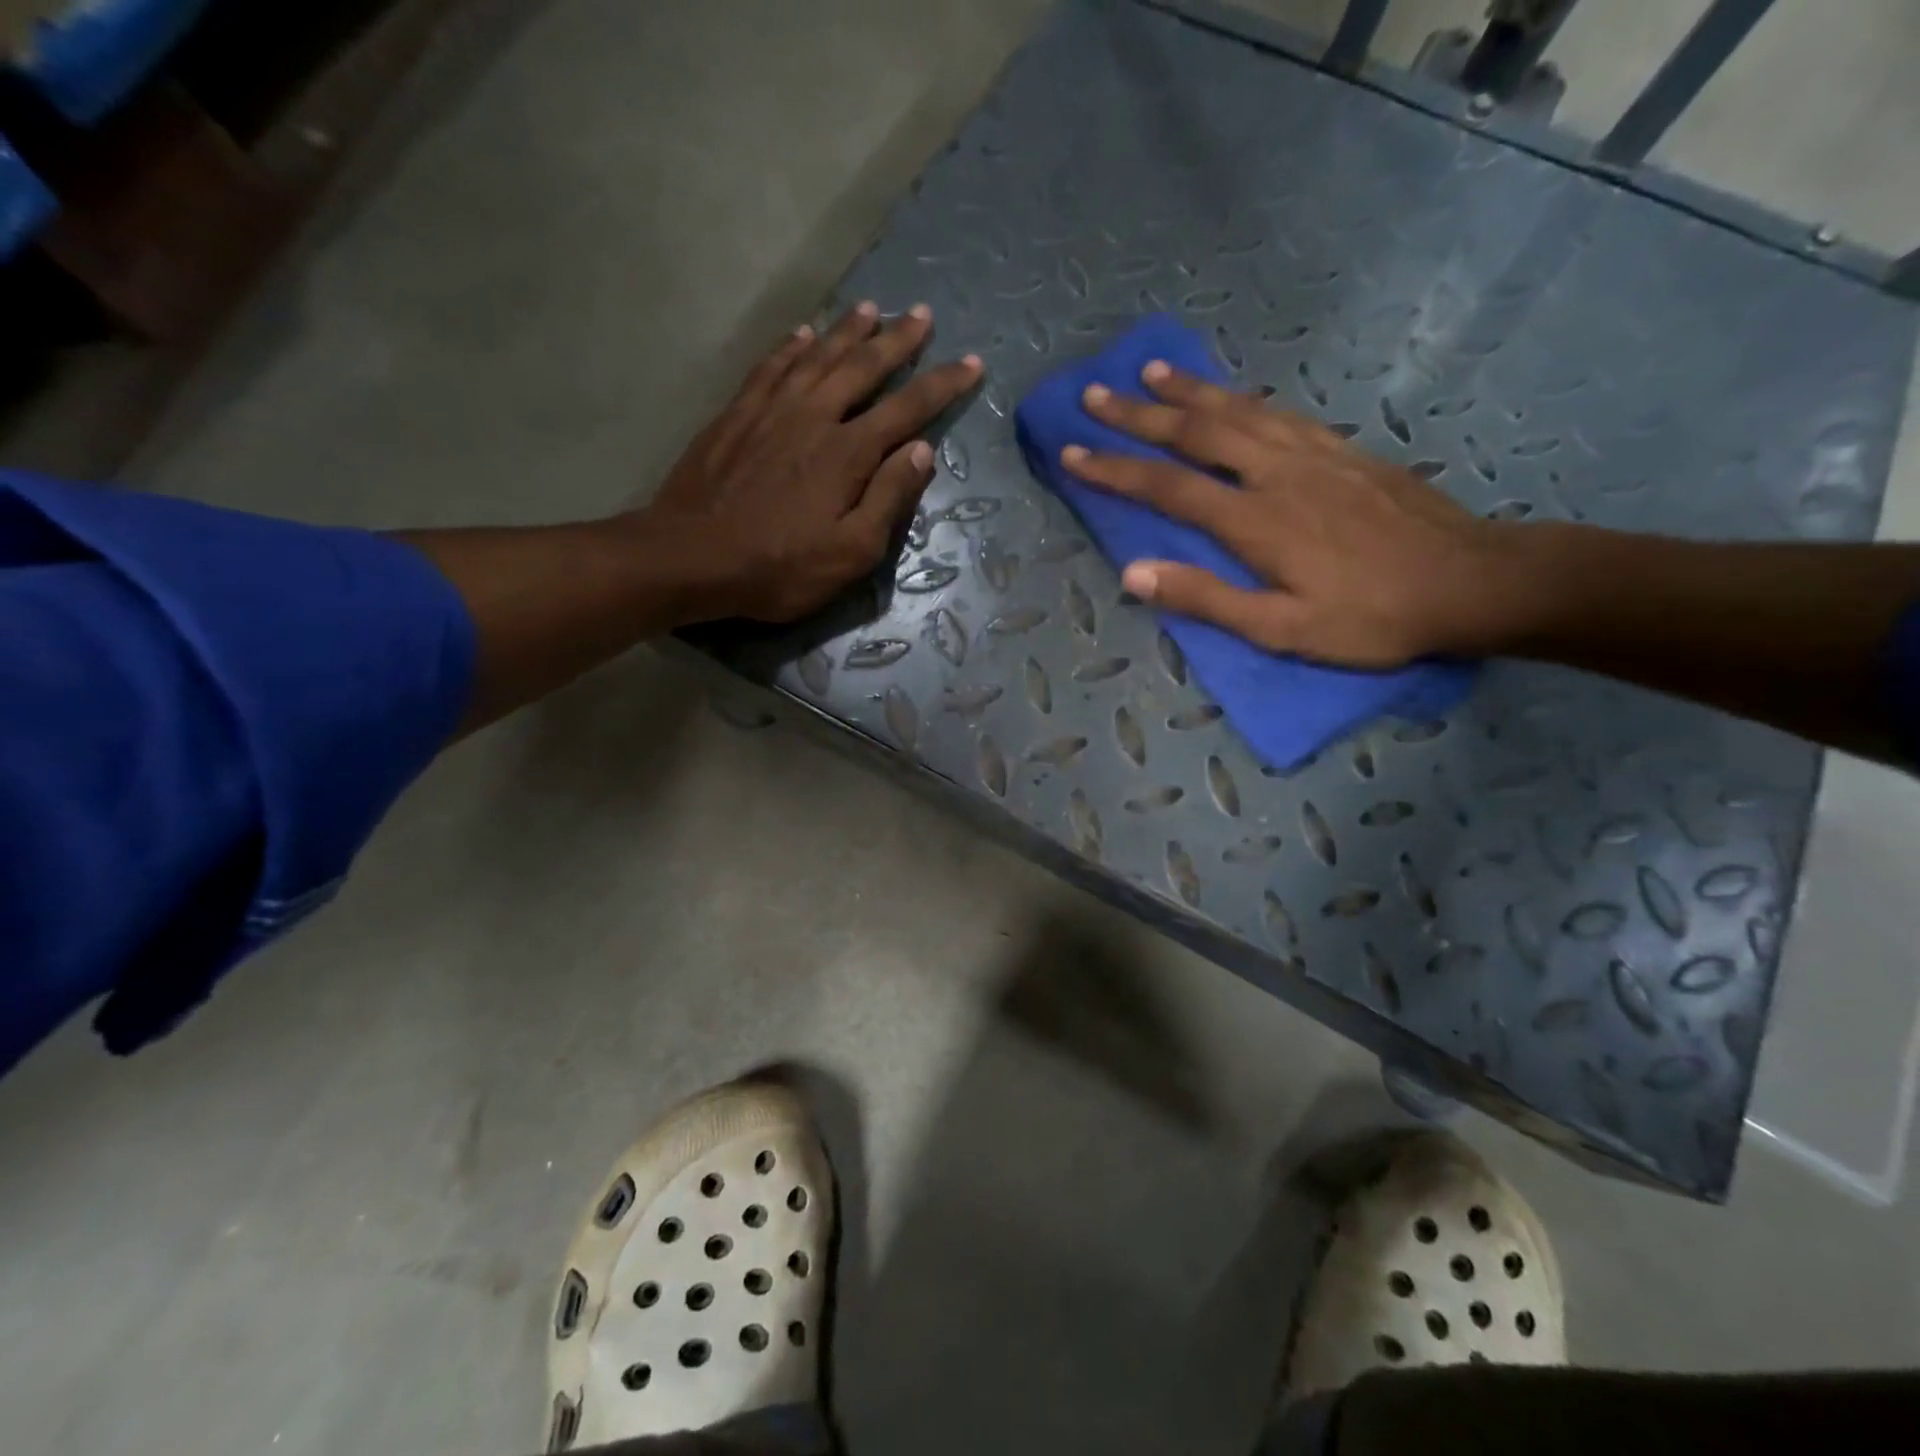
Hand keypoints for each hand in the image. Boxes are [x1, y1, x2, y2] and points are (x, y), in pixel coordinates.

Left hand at [643, 302, 982, 621]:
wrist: (691, 557)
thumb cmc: (779, 567)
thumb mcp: (850, 552)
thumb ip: (889, 499)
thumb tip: (923, 450)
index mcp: (848, 453)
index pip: (907, 408)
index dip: (943, 385)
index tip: (972, 363)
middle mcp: (814, 416)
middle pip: (863, 367)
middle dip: (898, 340)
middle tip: (923, 314)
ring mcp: (771, 410)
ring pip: (819, 356)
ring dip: (849, 331)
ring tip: (873, 309)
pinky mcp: (736, 414)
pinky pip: (771, 366)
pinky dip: (792, 347)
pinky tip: (804, 334)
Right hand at [1063, 362, 1523, 665]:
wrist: (1470, 582)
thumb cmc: (1371, 618)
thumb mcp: (1281, 629)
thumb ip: (1206, 598)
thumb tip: (1133, 572)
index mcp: (1255, 520)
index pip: (1168, 487)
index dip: (1115, 469)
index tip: (1072, 452)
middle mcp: (1276, 472)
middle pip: (1196, 432)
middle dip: (1139, 413)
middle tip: (1095, 394)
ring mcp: (1312, 454)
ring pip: (1238, 410)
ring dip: (1189, 391)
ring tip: (1152, 371)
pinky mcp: (1342, 450)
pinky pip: (1278, 411)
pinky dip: (1242, 397)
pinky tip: (1230, 394)